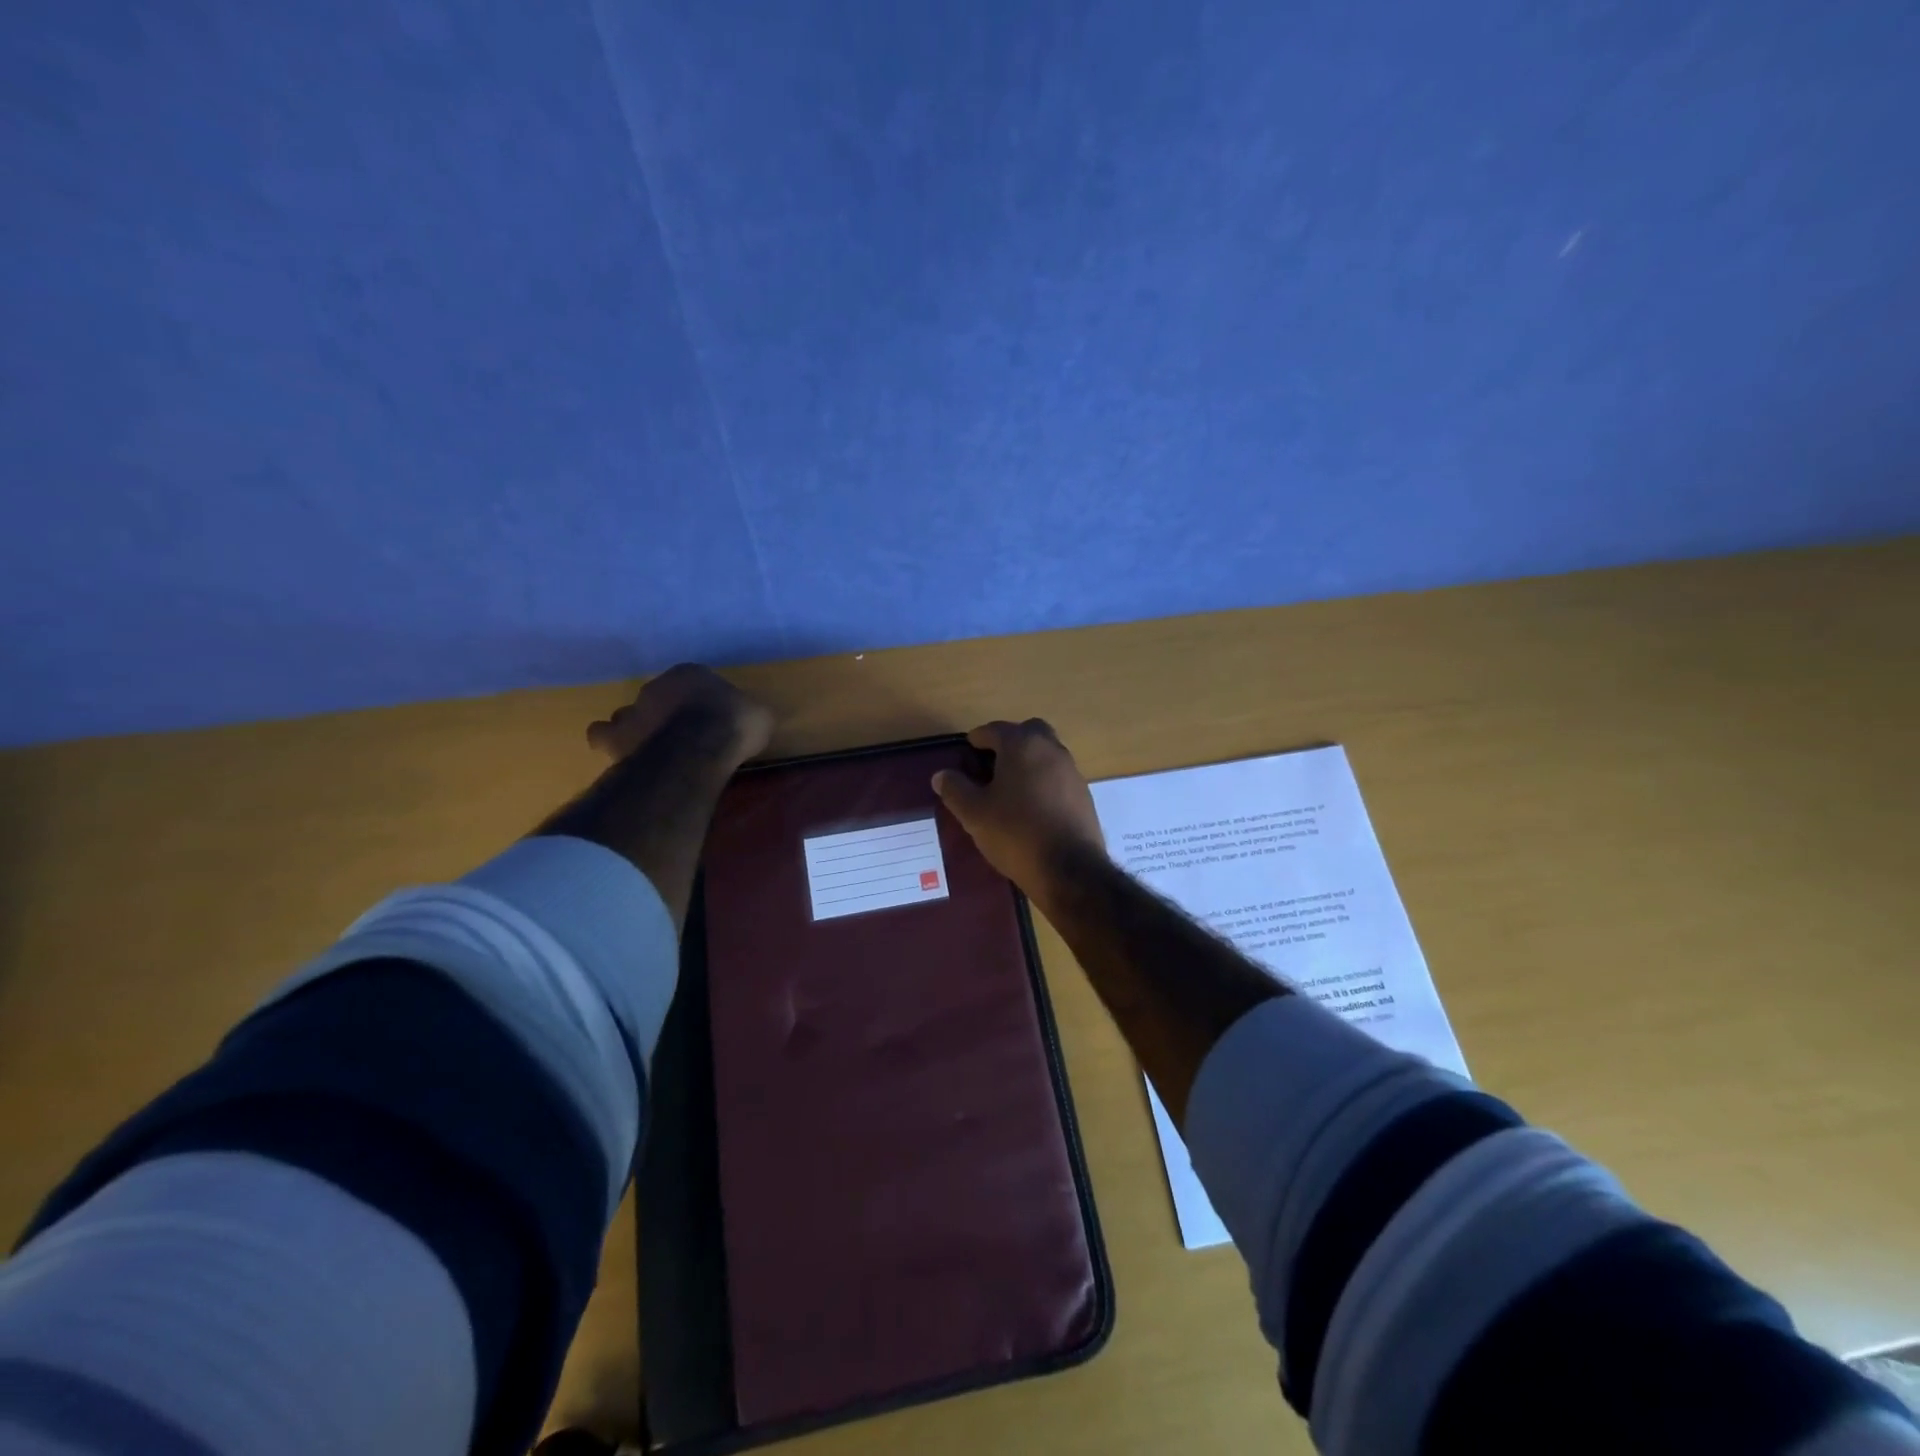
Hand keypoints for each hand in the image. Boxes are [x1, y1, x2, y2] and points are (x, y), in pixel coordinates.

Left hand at [586, 664, 773, 769]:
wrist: (700, 744)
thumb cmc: (733, 724)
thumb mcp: (759, 717)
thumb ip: (749, 714)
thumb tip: (755, 719)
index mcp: (690, 674)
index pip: (690, 681)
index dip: (697, 701)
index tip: (707, 717)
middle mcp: (656, 686)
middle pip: (655, 697)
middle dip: (662, 713)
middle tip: (676, 734)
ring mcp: (633, 710)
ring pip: (625, 714)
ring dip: (632, 727)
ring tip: (643, 745)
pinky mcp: (616, 737)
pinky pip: (601, 735)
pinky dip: (608, 742)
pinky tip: (620, 754)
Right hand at [932, 719, 1107, 903]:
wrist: (1070, 869)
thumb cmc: (1015, 833)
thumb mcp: (974, 814)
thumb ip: (956, 789)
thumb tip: (941, 775)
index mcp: (1022, 745)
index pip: (996, 729)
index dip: (979, 737)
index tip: (968, 748)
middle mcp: (1051, 750)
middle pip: (1029, 732)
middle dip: (1010, 742)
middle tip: (992, 763)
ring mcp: (1072, 772)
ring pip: (1047, 754)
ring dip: (1029, 761)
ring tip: (1009, 787)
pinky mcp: (1084, 795)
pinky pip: (1058, 777)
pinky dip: (1043, 782)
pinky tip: (1031, 807)